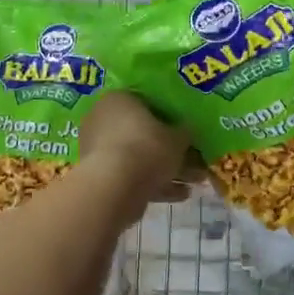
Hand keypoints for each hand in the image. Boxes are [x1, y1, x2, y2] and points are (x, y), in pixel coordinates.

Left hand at [80, 93, 195, 202]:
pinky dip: (154, 184)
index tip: (187, 134)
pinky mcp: (99, 175)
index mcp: (119, 99)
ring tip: (194, 183)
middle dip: (170, 150)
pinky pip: (131, 175)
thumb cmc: (147, 148)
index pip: (148, 104)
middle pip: (143, 134)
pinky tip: (181, 195)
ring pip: (138, 157)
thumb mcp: (178, 138)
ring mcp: (98, 149)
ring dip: (166, 170)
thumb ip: (184, 132)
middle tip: (196, 162)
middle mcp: (103, 119)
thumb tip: (188, 132)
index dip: (171, 119)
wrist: (114, 187)